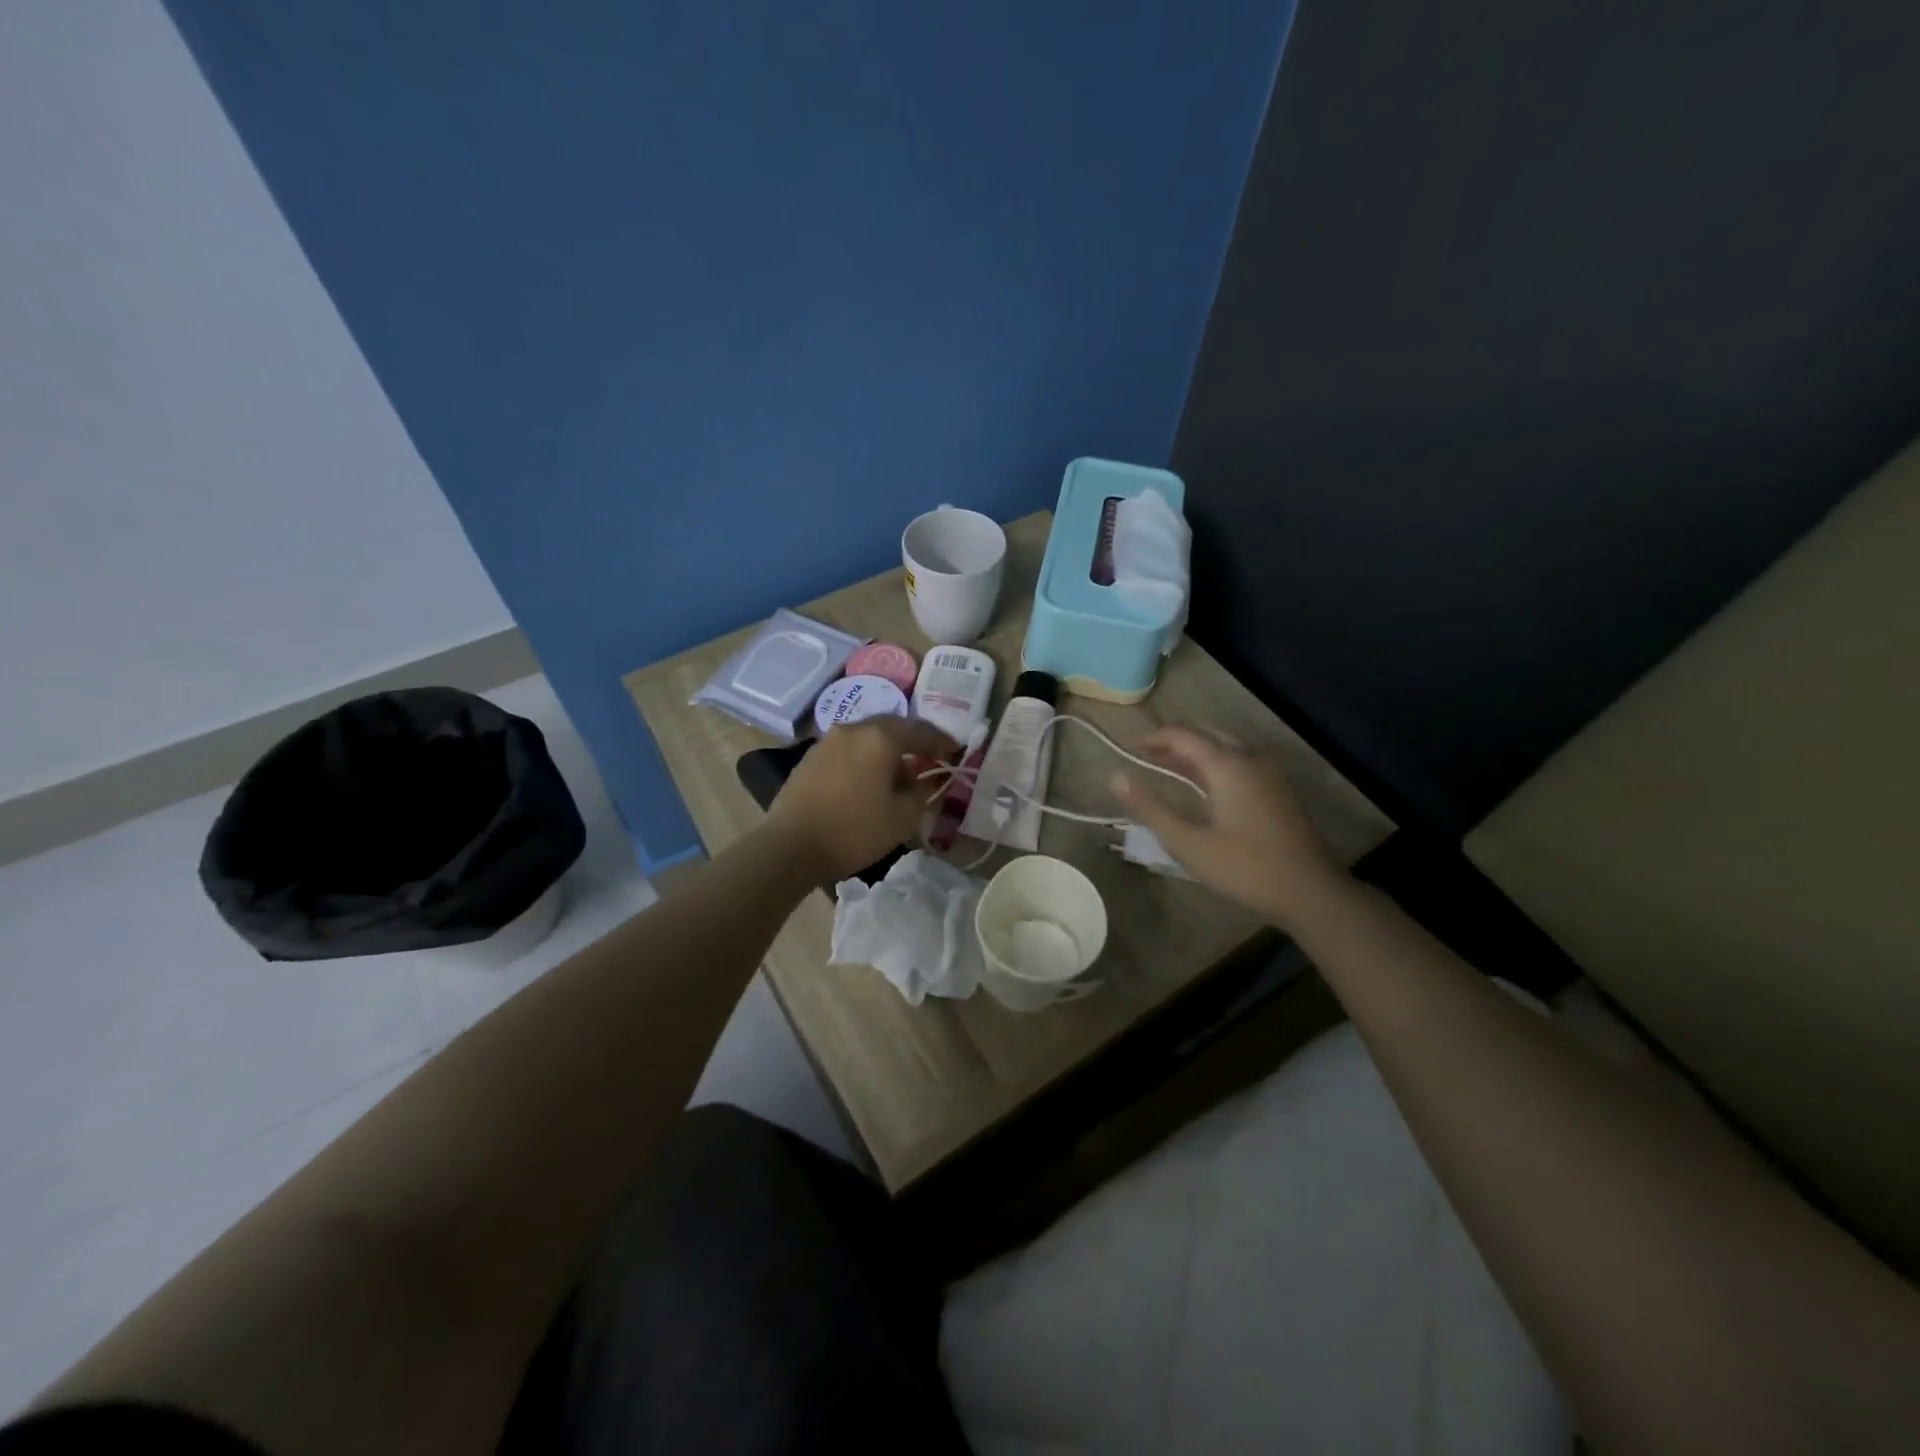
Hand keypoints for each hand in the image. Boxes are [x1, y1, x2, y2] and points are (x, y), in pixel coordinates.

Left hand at [763, 716, 957, 880]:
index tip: (956, 751)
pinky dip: (866, 757)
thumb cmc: (854, 830)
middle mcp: (854, 729)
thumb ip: (922, 792)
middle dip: (914, 740)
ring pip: (868, 736)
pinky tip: (869, 778)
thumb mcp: (903, 817)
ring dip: (888, 749)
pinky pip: (849, 749)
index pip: (921, 731)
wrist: (790, 846)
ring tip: (899, 770)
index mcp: (881, 737)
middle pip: (893, 726)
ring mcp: (828, 740)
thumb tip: (925, 779)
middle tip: (930, 756)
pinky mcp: (811, 757)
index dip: (942, 741)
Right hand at [1110, 726, 1348, 928]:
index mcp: (1227, 765)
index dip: (1151, 738)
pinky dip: (1214, 764)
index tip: (1126, 748)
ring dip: (1194, 753)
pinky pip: (1239, 762)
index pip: (1182, 735)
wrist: (1312, 892)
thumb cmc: (1245, 868)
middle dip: (1173, 741)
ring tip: (1168, 769)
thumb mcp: (1188, 843)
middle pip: (1205, 735)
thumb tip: (1114, 776)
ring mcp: (1269, 773)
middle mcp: (1250, 759)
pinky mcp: (1278, 790)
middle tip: (1145, 757)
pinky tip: (1204, 788)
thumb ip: (1150, 808)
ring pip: (1225, 747)